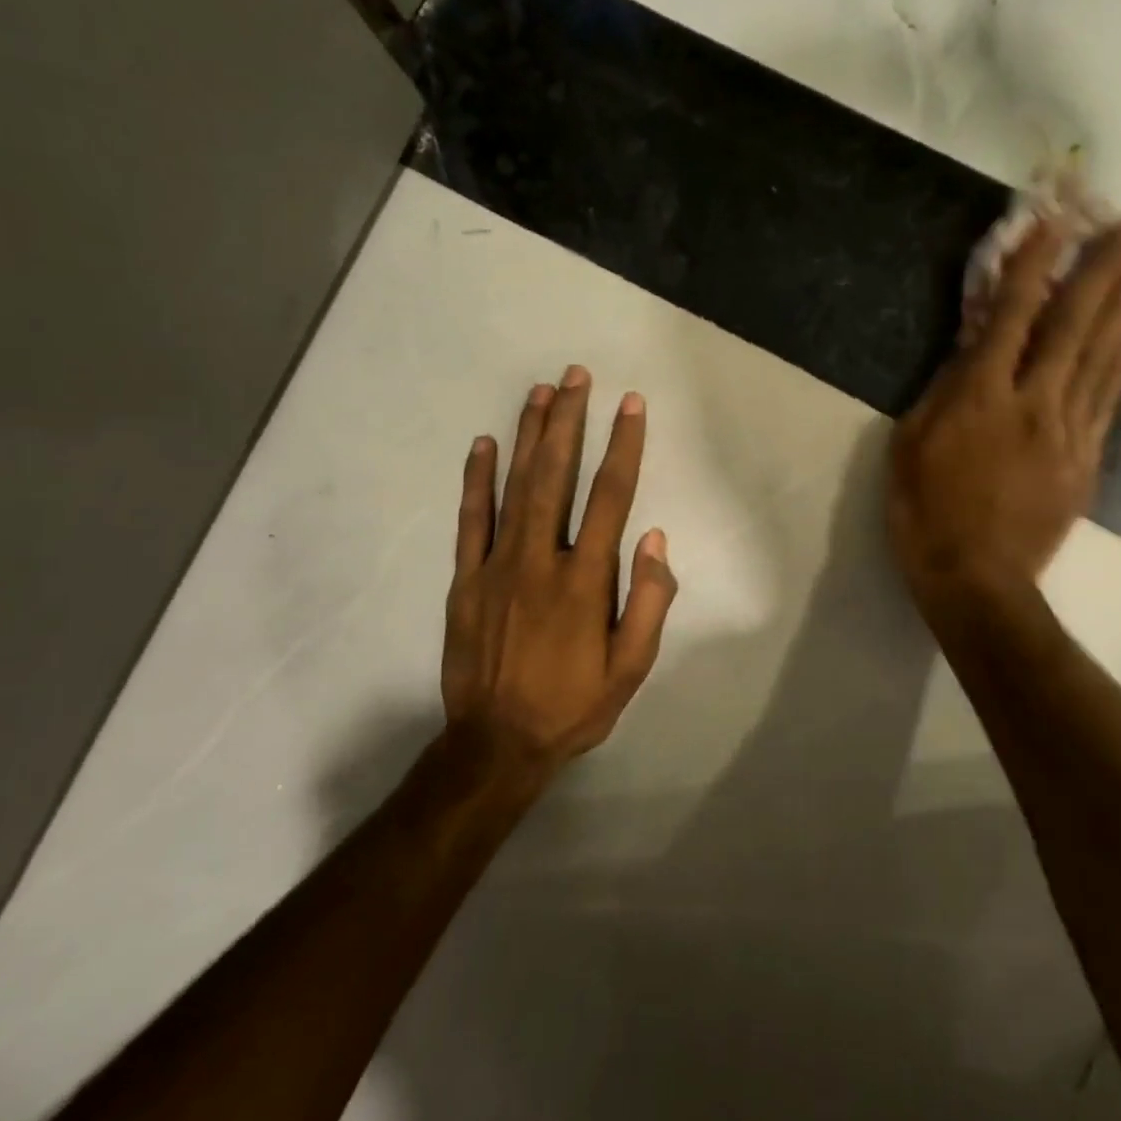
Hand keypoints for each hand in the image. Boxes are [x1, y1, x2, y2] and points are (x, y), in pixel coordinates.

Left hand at [442, 367, 676, 774]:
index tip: (630, 404)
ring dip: (528, 436)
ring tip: (539, 392)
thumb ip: (648, 602)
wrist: (496, 744)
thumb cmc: (573, 706)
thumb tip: (655, 539)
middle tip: (575, 375)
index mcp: (586, 579)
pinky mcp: (465, 579)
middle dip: (568, 421)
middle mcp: (541, 559)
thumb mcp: (631, 668)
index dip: (624, 446)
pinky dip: (476, 479)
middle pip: (557, 475)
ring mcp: (496, 565)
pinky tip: (482, 445)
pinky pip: (471, 519)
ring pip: (515, 487)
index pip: (611, 497)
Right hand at [888, 215, 1120, 604]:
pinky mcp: (1086, 460)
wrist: (977, 581)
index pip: (1012, 314)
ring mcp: (1069, 431)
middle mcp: (1035, 402)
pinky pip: (1110, 398)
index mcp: (982, 396)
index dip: (1032, 263)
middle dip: (1101, 269)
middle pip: (1075, 324)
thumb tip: (971, 349)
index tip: (1052, 220)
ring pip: (1104, 356)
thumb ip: (941, 392)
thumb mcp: (909, 447)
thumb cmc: (925, 514)